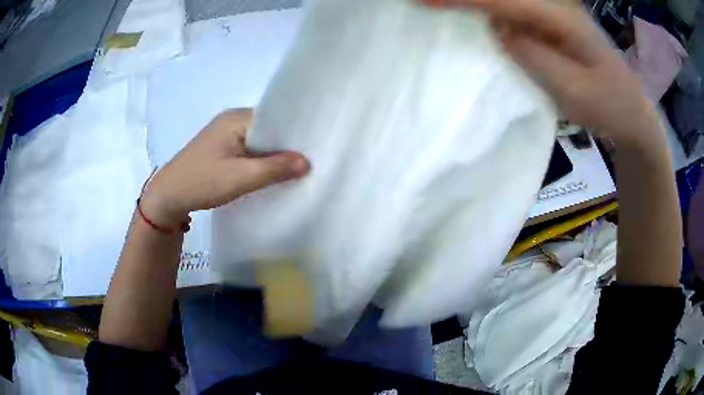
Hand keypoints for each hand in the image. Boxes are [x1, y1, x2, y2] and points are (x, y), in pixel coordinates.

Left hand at [140, 109, 309, 226]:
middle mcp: (231, 120)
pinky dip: (258, 160)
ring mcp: (224, 133)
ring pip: (257, 141)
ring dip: (271, 155)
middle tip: (307, 161)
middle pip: (267, 129)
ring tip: (293, 168)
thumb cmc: (203, 182)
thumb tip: (307, 161)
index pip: (275, 118)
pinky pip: (247, 149)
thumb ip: (275, 168)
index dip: (294, 133)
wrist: (168, 196)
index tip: (314, 148)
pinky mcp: (219, 148)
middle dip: (284, 145)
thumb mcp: (241, 177)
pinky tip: (268, 172)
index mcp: (236, 118)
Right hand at [423, 0, 661, 144]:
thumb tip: (498, 27)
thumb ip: (534, 55)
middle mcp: (555, 4)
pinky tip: (474, 16)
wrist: (633, 111)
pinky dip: (488, 9)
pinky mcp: (551, 22)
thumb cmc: (610, 106)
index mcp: (561, 17)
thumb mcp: (574, 90)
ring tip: (441, 8)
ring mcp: (554, 11)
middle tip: (425, 3)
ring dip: (474, 2)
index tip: (421, 1)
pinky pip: (513, 9)